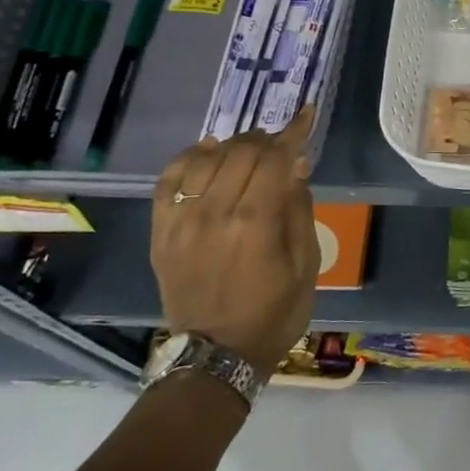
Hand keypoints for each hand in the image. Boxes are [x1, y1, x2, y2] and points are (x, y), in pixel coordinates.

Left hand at [151, 109, 317, 377]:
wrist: (215, 356)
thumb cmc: (274, 312)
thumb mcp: (307, 264)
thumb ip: (300, 208)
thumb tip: (297, 165)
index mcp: (257, 223)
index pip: (276, 158)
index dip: (294, 131)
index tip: (307, 113)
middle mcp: (216, 213)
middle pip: (242, 151)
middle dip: (267, 138)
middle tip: (282, 143)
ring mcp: (182, 221)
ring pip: (207, 158)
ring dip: (233, 144)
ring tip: (249, 148)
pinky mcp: (162, 232)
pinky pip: (170, 179)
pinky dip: (190, 158)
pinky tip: (207, 153)